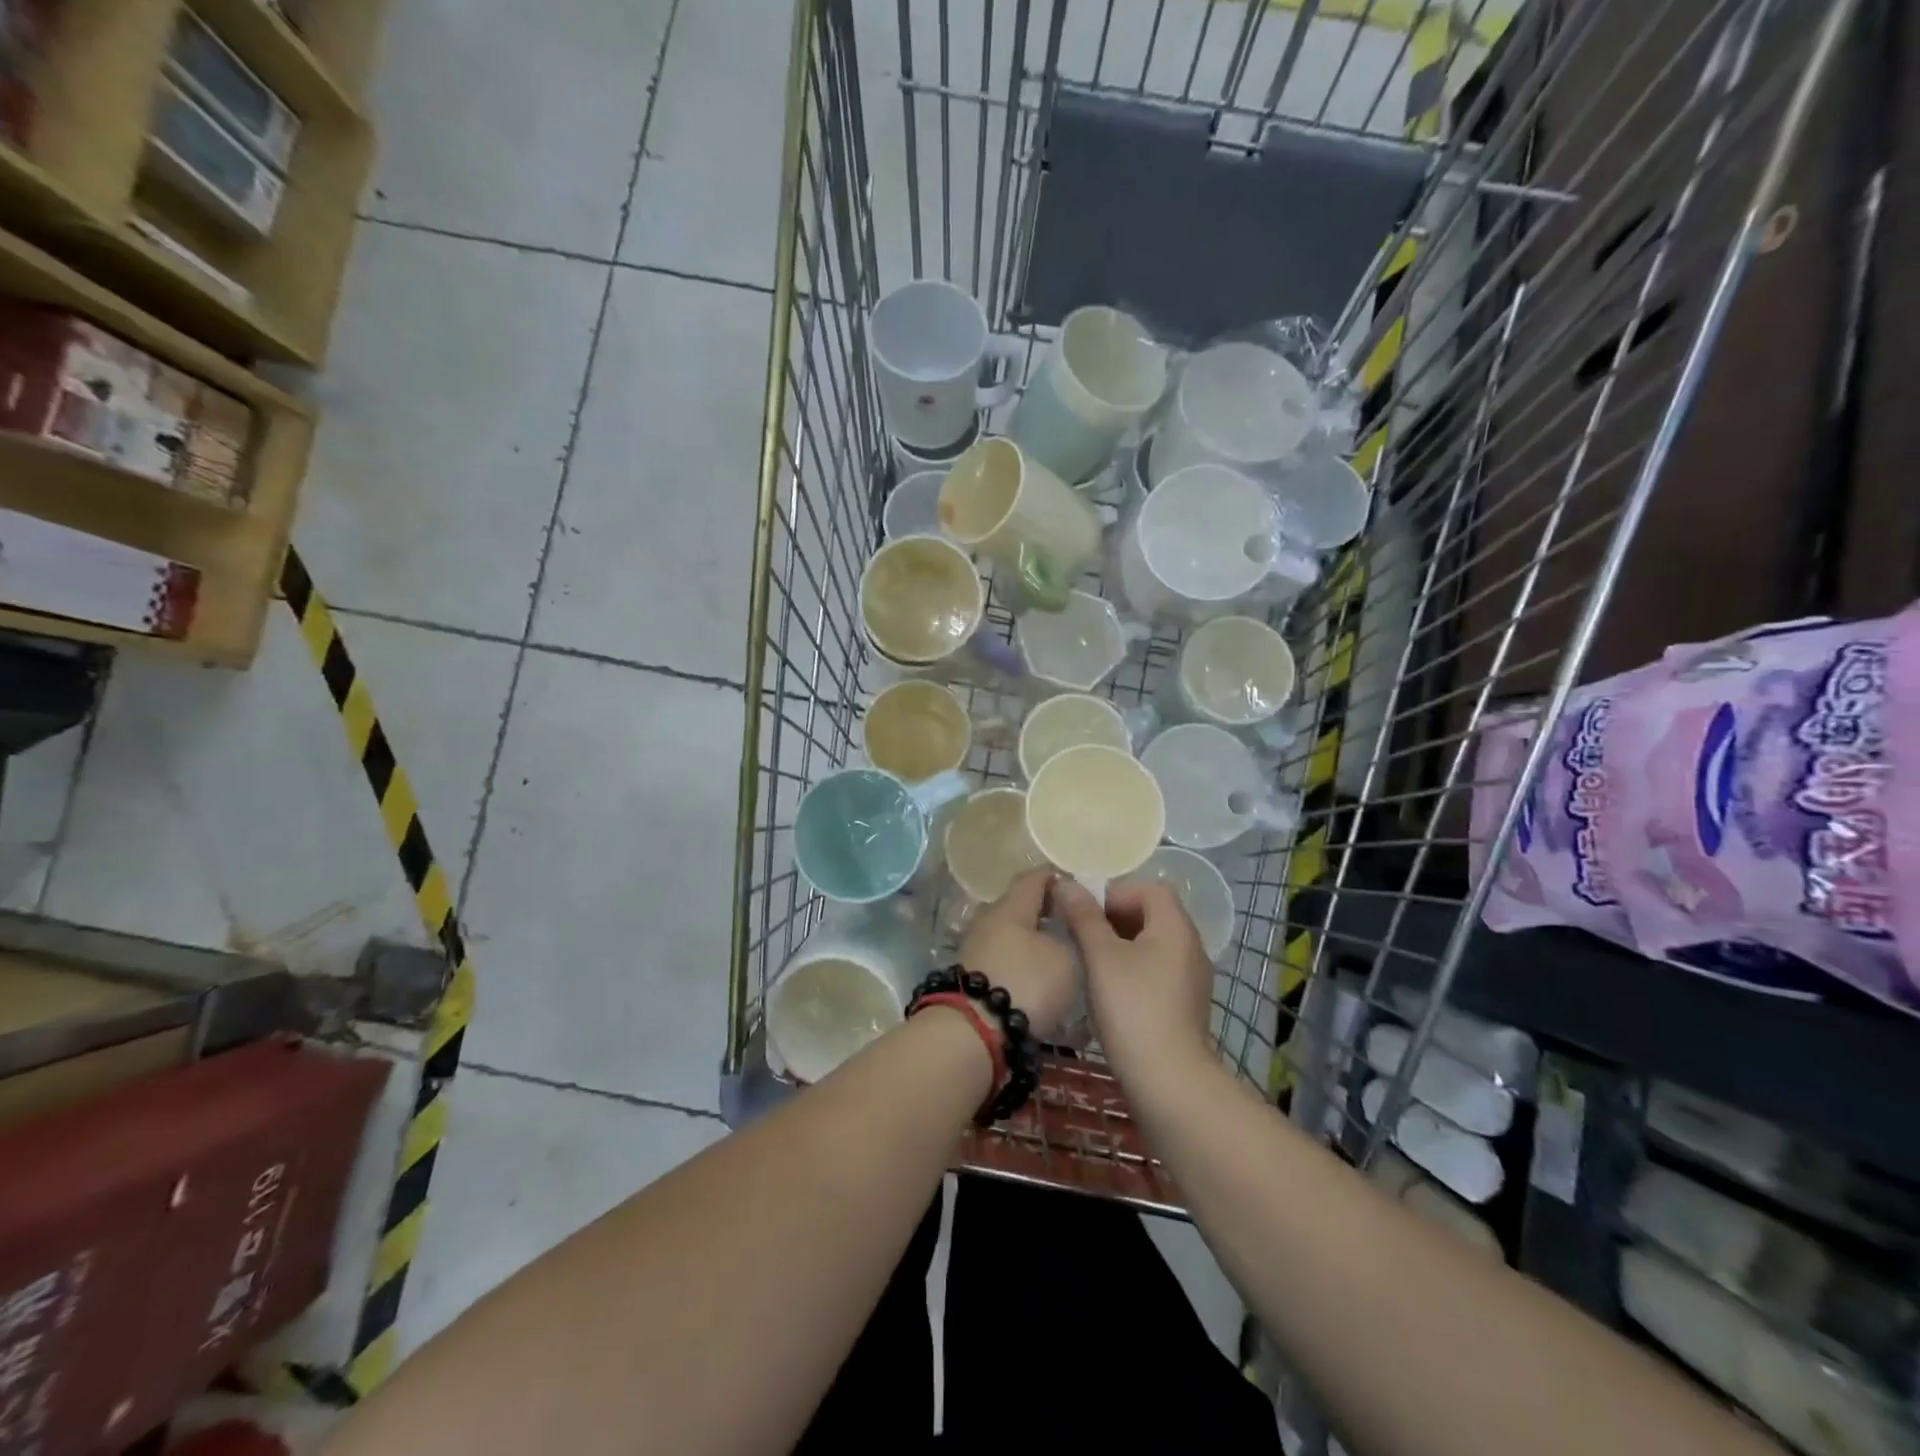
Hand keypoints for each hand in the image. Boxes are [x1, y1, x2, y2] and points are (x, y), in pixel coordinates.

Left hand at [957, 869, 1078, 1038]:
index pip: (1034, 877)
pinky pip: (1002, 959)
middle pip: (1019, 906)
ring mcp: (975, 948)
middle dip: (1045, 911)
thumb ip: (1070, 933)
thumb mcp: (1066, 958)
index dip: (1056, 878)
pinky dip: (1020, 963)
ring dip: (1032, 941)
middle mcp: (988, 920)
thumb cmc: (1026, 984)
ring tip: (1059, 955)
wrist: (973, 1032)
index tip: (1077, 887)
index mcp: (1010, 906)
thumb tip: (1064, 925)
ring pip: (1010, 934)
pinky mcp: (970, 976)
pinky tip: (1037, 979)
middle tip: (1072, 924)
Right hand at [1054, 880, 1212, 1079]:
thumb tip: (1067, 883)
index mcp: (1175, 927)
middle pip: (1151, 914)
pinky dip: (1133, 970)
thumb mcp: (1101, 957)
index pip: (1149, 888)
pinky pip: (1157, 970)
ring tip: (1091, 964)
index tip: (1087, 915)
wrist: (1168, 1081)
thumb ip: (1084, 916)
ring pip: (1152, 944)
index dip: (1115, 892)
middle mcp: (1190, 946)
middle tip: (1083, 937)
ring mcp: (1191, 977)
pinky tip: (1110, 992)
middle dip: (1114, 918)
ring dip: (1121, 945)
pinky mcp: (1185, 1004)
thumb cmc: (1133, 1008)